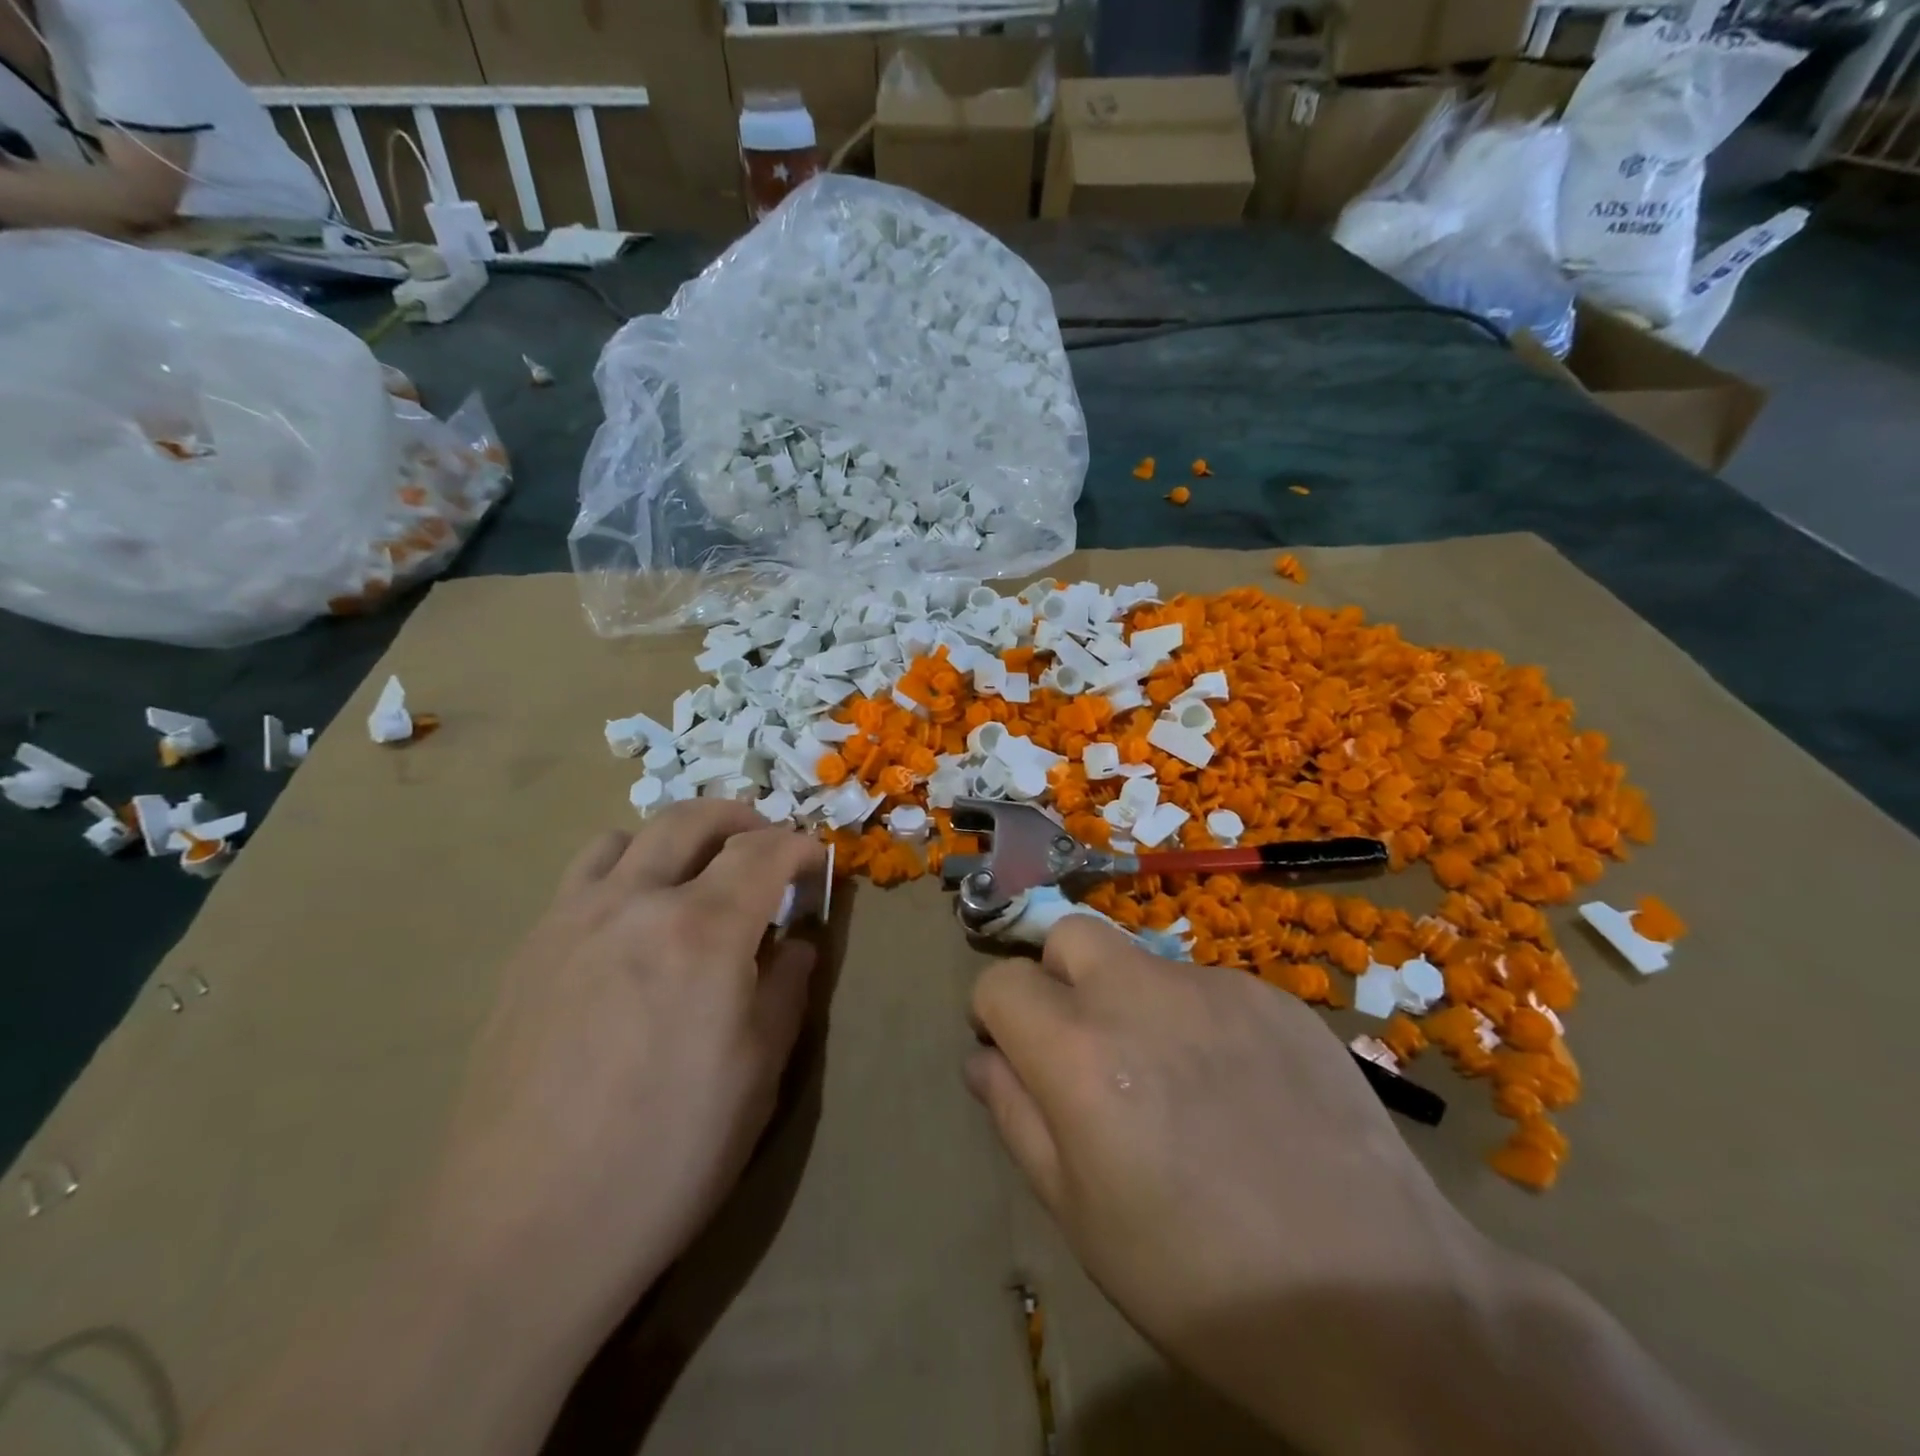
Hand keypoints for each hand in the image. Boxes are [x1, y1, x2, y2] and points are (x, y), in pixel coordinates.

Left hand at [424, 802, 827, 1353]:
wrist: (518, 1236)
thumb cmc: (666, 1157)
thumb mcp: (758, 1075)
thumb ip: (785, 989)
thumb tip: (795, 943)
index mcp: (703, 931)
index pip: (762, 852)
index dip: (797, 846)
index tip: (814, 859)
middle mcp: (634, 904)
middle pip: (690, 819)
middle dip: (739, 817)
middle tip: (764, 841)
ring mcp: (570, 922)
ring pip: (628, 838)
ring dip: (675, 839)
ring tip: (695, 875)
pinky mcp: (527, 953)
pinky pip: (581, 880)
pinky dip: (623, 872)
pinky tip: (631, 926)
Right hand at [967, 919, 1504, 1451]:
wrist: (1377, 1301)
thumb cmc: (1199, 1279)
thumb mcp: (1079, 1214)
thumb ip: (1017, 1117)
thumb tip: (984, 1057)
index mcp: (1078, 1051)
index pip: (1000, 981)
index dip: (995, 1015)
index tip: (1014, 1054)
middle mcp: (1139, 994)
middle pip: (1068, 935)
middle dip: (1057, 977)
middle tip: (1085, 1047)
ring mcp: (1215, 987)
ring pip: (1141, 962)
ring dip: (1132, 1002)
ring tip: (1176, 1083)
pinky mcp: (1275, 997)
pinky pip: (1208, 987)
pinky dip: (1198, 1019)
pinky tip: (1239, 1089)